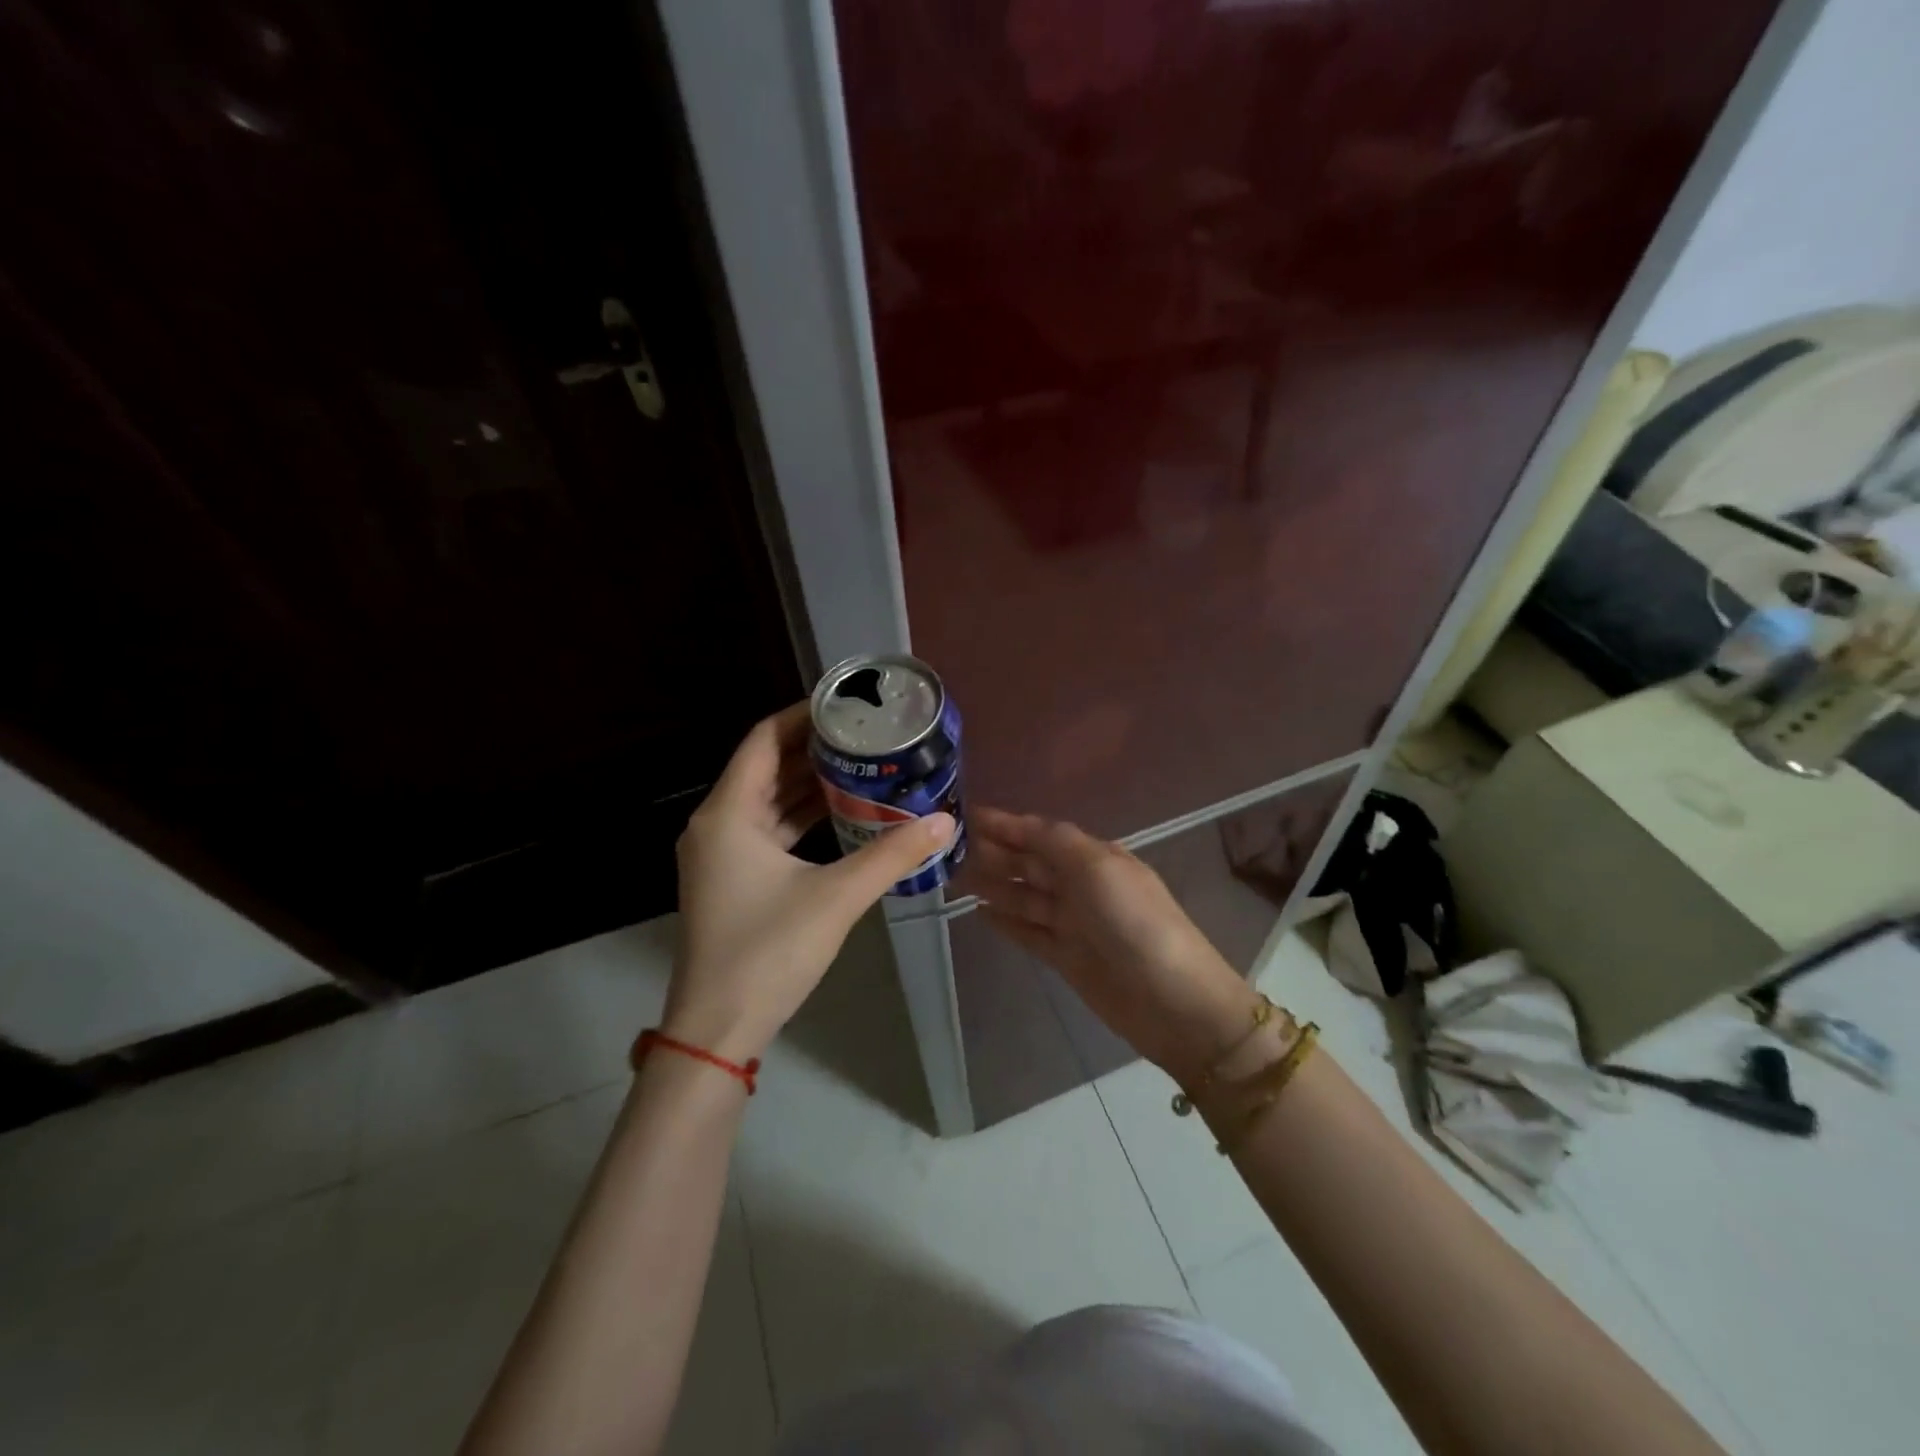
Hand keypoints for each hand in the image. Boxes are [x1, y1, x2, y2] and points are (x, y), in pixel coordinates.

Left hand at [663, 703, 955, 1064]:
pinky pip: (769, 829)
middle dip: (813, 748)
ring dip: (809, 783)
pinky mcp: (733, 878)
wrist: (718, 1028)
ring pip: (768, 800)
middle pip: (765, 766)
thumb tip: (943, 822)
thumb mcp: (836, 897)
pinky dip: (802, 816)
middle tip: (864, 734)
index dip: (802, 716)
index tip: (845, 705)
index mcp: (728, 813)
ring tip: (861, 764)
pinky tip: (843, 813)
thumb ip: (892, 855)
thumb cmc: (769, 952)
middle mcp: (717, 823)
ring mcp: (722, 853)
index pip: (764, 739)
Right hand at [970, 807, 1258, 1083]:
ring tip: (952, 875)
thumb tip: (1020, 823)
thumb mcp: (1097, 868)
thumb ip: (1055, 842)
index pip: (1040, 833)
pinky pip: (1027, 931)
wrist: (1172, 1002)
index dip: (1004, 824)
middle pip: (1029, 862)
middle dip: (993, 851)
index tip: (965, 815)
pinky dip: (1005, 920)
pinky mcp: (1065, 957)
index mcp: (1094, 857)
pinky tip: (978, 911)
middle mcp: (1081, 885)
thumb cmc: (1135, 923)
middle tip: (947, 846)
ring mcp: (1073, 923)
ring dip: (991, 883)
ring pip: (1023, 896)